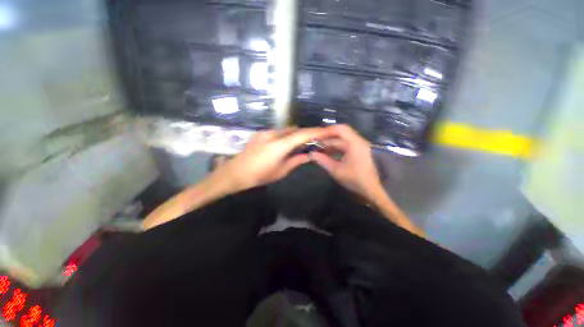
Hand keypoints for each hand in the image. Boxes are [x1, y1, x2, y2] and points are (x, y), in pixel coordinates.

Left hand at [214, 127, 331, 192]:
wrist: (235, 172)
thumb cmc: (260, 175)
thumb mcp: (281, 171)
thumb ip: (296, 161)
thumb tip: (308, 155)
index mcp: (280, 145)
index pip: (302, 134)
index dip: (316, 131)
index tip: (327, 131)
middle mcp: (273, 134)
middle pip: (295, 130)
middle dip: (306, 134)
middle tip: (314, 141)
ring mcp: (265, 132)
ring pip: (286, 130)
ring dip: (295, 135)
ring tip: (300, 144)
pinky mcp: (260, 133)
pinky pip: (277, 132)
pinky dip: (285, 136)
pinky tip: (285, 145)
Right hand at [309, 125, 385, 203]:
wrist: (370, 189)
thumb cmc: (354, 179)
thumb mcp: (336, 170)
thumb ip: (322, 160)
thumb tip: (310, 154)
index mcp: (355, 144)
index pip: (340, 129)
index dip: (327, 131)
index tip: (316, 136)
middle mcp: (358, 142)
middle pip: (340, 134)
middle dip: (327, 138)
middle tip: (314, 142)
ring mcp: (359, 146)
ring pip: (342, 140)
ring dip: (330, 143)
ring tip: (318, 148)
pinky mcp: (358, 151)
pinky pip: (345, 145)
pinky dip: (335, 148)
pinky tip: (327, 152)